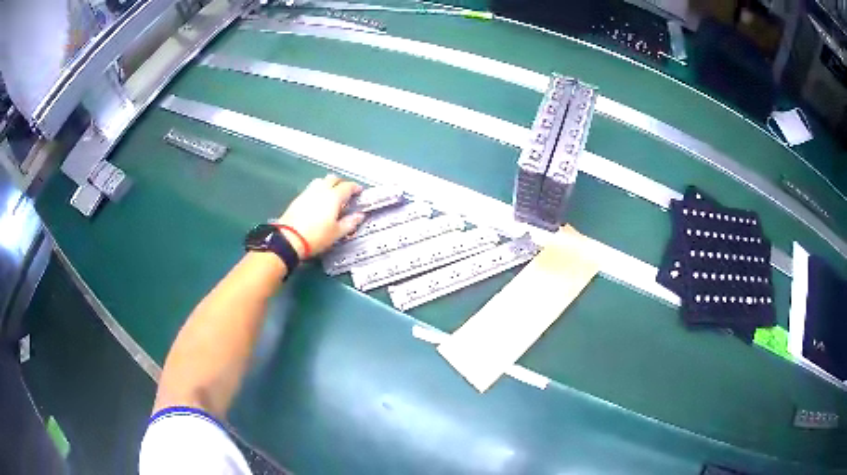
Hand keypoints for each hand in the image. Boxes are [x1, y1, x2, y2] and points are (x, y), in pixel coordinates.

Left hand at [276, 174, 364, 257]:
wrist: (289, 239)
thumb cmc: (316, 236)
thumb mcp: (337, 233)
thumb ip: (350, 223)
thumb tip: (359, 216)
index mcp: (334, 197)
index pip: (348, 186)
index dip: (355, 187)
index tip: (359, 191)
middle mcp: (321, 190)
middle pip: (333, 179)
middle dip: (341, 183)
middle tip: (346, 191)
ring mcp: (308, 192)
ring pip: (321, 180)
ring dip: (328, 183)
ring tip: (331, 193)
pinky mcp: (298, 198)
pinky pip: (311, 188)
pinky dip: (318, 189)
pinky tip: (318, 200)